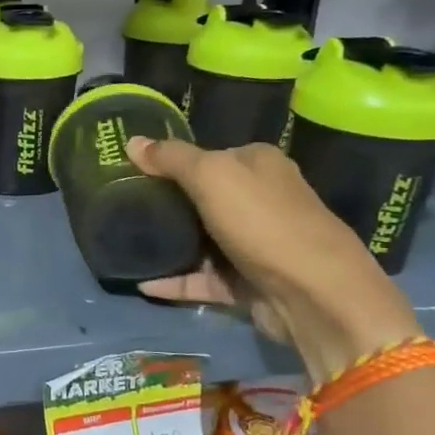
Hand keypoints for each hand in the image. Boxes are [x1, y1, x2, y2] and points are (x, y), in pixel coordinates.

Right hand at [127, 137, 422, 382]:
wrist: (313, 293)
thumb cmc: (262, 221)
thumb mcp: (211, 176)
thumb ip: (171, 158)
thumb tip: (132, 141)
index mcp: (257, 164)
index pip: (209, 155)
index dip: (171, 162)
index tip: (131, 171)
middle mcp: (260, 199)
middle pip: (202, 198)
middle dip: (165, 203)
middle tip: (121, 206)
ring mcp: (254, 243)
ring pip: (201, 240)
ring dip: (168, 244)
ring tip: (127, 245)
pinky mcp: (248, 282)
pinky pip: (203, 279)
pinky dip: (175, 281)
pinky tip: (143, 283)